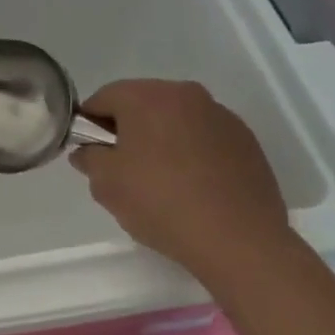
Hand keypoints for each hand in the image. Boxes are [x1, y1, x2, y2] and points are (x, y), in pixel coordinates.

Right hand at [69, 80, 290, 284]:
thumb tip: (88, 152)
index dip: (89, 125)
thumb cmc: (160, 203)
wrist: (238, 239)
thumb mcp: (106, 184)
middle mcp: (187, 95)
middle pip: (142, 104)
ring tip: (160, 180)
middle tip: (122, 168)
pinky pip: (203, 137)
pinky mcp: (246, 141)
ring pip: (175, 120)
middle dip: (127, 130)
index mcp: (148, 97)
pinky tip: (191, 186)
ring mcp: (221, 116)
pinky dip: (190, 152)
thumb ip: (89, 158)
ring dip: (161, 140)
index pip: (103, 98)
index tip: (91, 154)